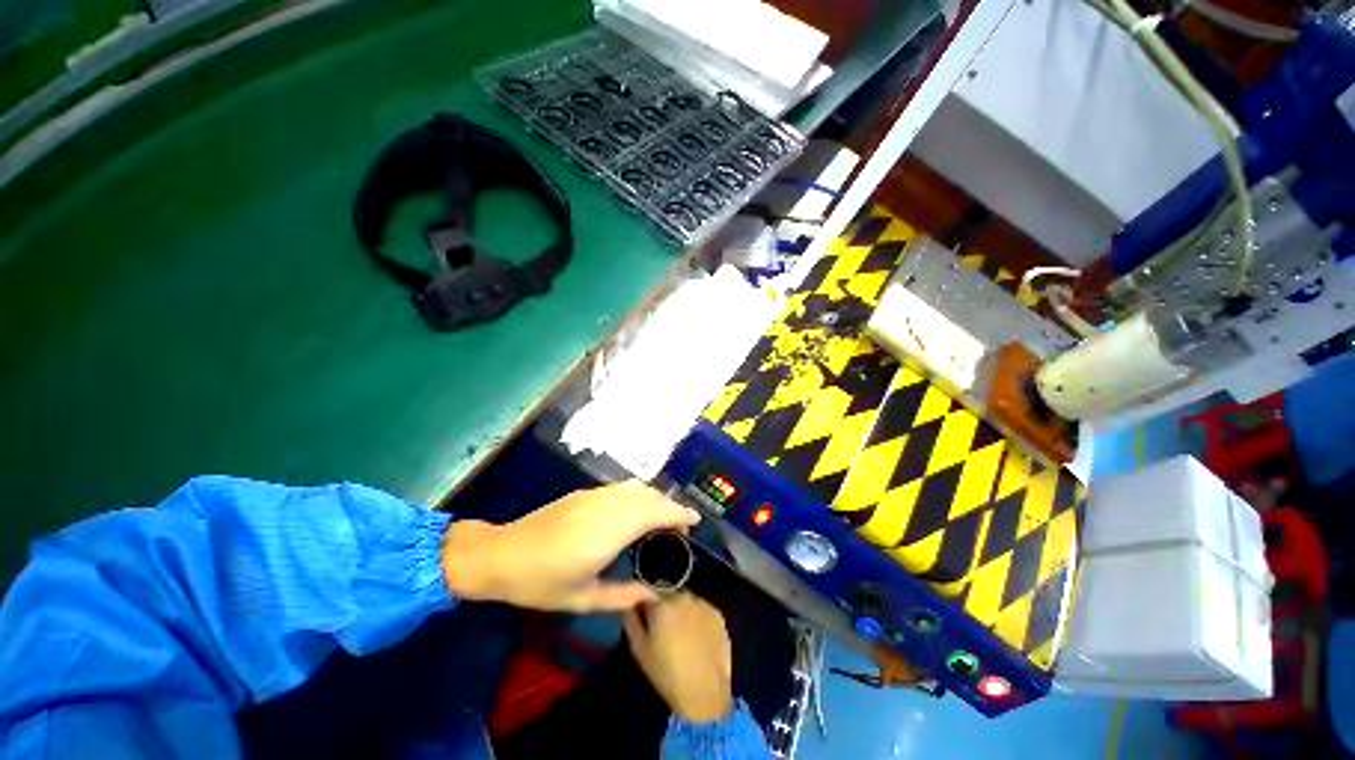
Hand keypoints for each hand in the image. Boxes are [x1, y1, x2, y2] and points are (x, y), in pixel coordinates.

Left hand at [442, 481, 699, 611]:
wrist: (501, 554)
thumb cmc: (541, 582)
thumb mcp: (584, 598)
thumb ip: (624, 595)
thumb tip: (655, 594)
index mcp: (610, 530)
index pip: (656, 511)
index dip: (678, 513)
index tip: (693, 522)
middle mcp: (607, 505)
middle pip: (650, 495)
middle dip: (671, 507)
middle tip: (680, 528)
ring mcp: (595, 495)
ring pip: (636, 488)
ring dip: (655, 499)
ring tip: (661, 519)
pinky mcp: (584, 493)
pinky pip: (621, 488)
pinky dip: (638, 495)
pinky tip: (634, 512)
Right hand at [624, 594, 733, 723]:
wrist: (705, 691)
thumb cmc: (667, 673)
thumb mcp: (640, 650)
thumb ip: (631, 622)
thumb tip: (629, 606)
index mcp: (661, 604)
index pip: (646, 592)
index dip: (643, 604)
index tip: (643, 618)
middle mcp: (683, 596)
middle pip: (667, 592)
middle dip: (662, 604)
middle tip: (662, 627)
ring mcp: (702, 603)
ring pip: (685, 599)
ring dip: (680, 609)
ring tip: (681, 633)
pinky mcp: (717, 613)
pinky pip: (700, 608)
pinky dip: (696, 616)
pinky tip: (696, 636)